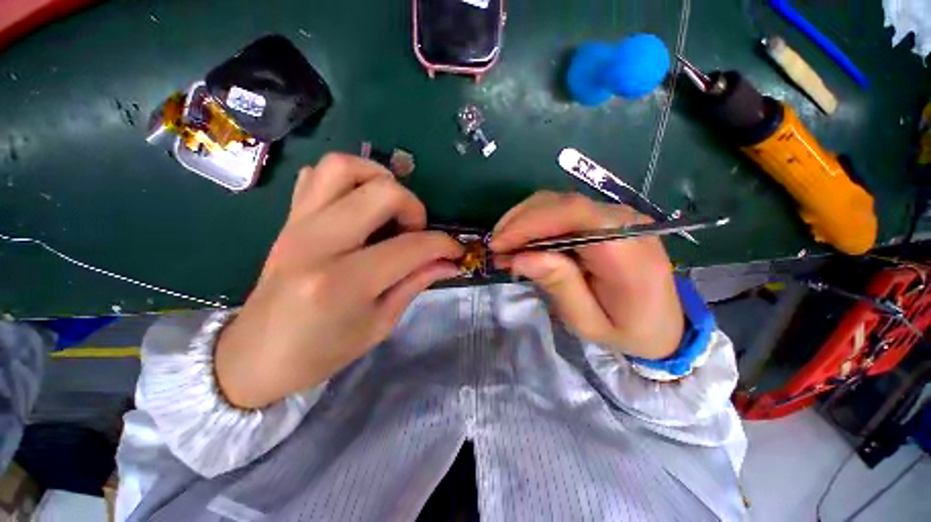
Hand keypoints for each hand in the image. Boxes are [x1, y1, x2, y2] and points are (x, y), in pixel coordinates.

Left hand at [216, 154, 463, 408]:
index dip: (443, 245)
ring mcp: (297, 225)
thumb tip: (450, 263)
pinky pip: (316, 175)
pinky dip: (347, 179)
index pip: (411, 247)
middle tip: (416, 230)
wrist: (255, 356)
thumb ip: (416, 283)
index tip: (455, 251)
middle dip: (413, 206)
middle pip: (381, 192)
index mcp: (344, 283)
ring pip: (344, 167)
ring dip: (379, 179)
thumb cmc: (322, 352)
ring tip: (390, 207)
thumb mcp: (380, 324)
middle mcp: (319, 243)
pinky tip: (359, 205)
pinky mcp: (288, 220)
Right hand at [490, 191, 683, 359]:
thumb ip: (559, 285)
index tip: (498, 245)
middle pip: (562, 203)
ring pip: (558, 202)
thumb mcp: (588, 321)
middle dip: (520, 222)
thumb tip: (520, 256)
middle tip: (496, 248)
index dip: (529, 223)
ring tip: (505, 246)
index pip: (573, 215)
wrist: (665, 324)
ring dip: (524, 220)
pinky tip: (523, 240)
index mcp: (626, 250)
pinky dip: (536, 221)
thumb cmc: (627, 330)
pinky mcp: (606, 218)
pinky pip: (564, 210)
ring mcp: (616, 216)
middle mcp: (624, 222)